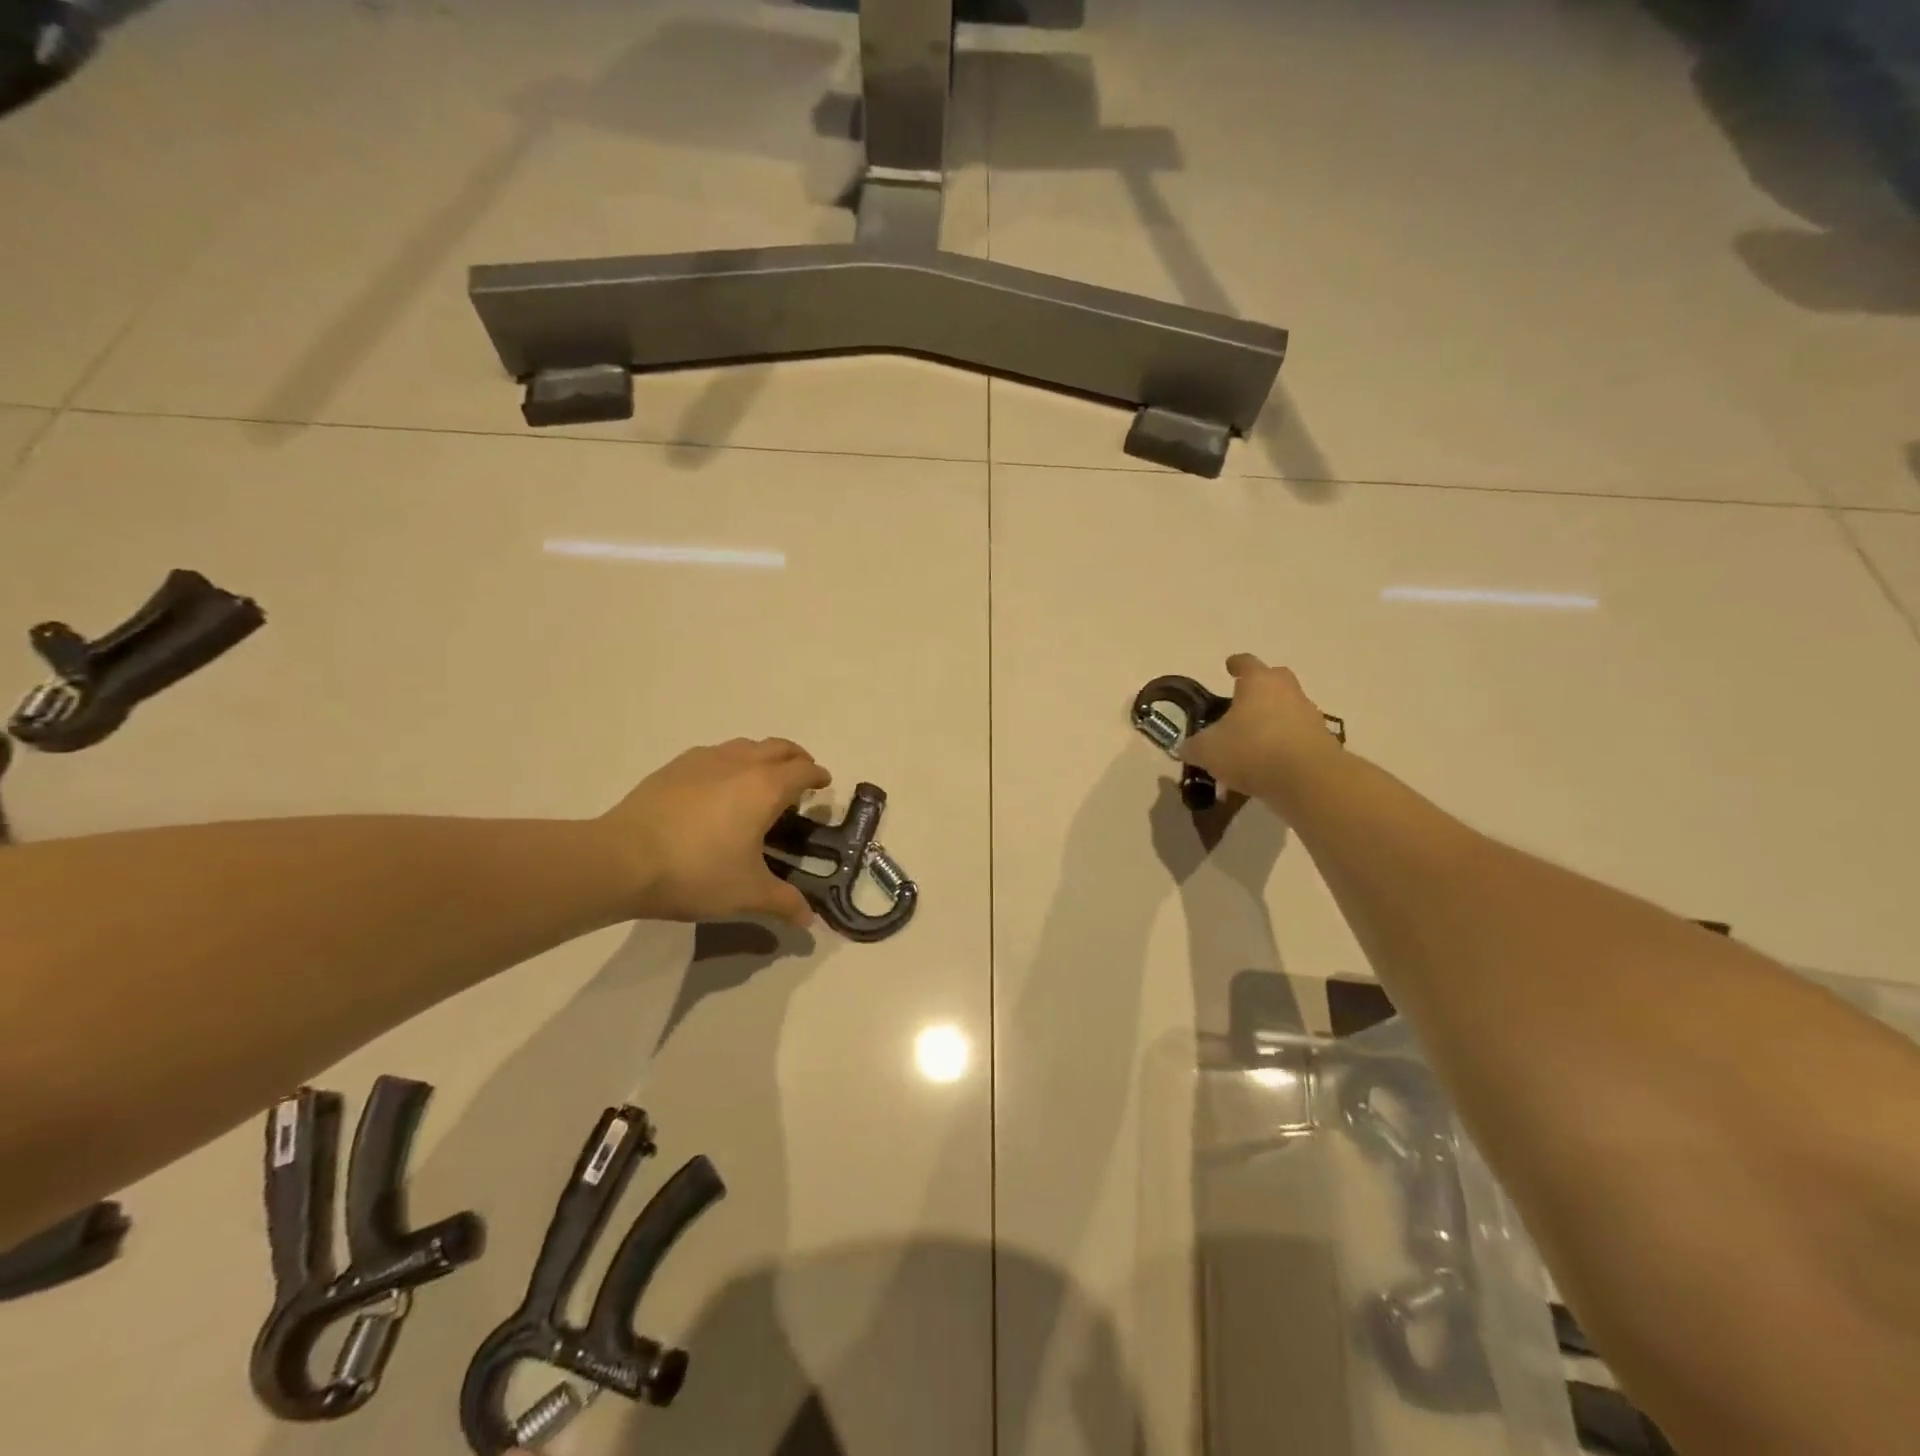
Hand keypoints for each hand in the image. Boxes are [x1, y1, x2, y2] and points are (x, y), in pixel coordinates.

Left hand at [597, 738, 830, 926]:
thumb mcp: (747, 893)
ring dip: (762, 755)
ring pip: (745, 745)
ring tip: (761, 779)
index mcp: (766, 788)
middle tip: (800, 776)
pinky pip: (714, 754)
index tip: (824, 785)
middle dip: (796, 757)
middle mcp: (740, 764)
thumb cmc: (696, 872)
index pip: (803, 770)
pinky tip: (718, 785)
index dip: (818, 776)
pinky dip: (729, 761)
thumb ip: (783, 903)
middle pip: (778, 747)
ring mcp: (704, 760)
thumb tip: (809, 921)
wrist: (621, 859)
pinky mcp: (674, 767)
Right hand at [1181, 654, 1341, 805]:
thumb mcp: (1207, 750)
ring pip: (1288, 709)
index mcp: (1259, 682)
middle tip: (1243, 703)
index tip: (1229, 666)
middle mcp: (1288, 691)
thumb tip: (1187, 748)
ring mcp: (1309, 716)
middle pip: (1275, 680)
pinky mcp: (1323, 742)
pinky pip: (1297, 737)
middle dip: (1259, 689)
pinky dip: (1284, 745)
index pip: (1246, 663)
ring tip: (1252, 742)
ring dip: (1273, 720)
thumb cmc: (1252, 750)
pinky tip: (1268, 765)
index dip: (1235, 664)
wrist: (1308, 780)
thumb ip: (1194, 746)